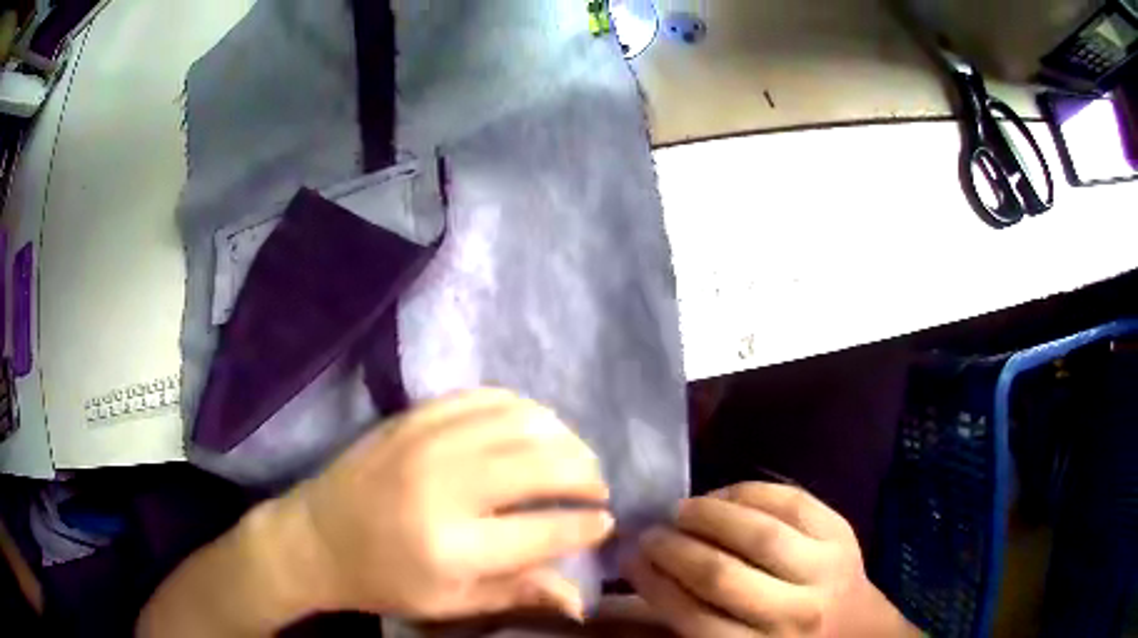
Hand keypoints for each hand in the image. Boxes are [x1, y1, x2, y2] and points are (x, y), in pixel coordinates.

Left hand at [273, 389, 613, 620]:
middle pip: (543, 464)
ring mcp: (427, 441)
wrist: (314, 538)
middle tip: (595, 489)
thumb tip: (581, 597)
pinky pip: (485, 397)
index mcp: (453, 547)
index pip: (546, 530)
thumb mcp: (449, 604)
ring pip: (522, 421)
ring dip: (562, 437)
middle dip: (586, 474)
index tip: (606, 523)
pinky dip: (522, 409)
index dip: (588, 525)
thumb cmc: (382, 580)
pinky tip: (532, 427)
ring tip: (571, 458)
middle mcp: (445, 486)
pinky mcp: (414, 417)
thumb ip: (518, 593)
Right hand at [624, 483, 919, 637]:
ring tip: (682, 508)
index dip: (652, 582)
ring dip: (709, 513)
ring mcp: (824, 568)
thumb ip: (691, 622)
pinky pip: (792, 501)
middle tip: (651, 532)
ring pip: (758, 532)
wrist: (856, 629)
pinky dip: (750, 491)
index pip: (691, 615)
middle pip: (721, 573)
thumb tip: (637, 580)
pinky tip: (725, 495)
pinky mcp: (842, 533)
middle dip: (674, 547)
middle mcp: (792, 614)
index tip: (628, 558)